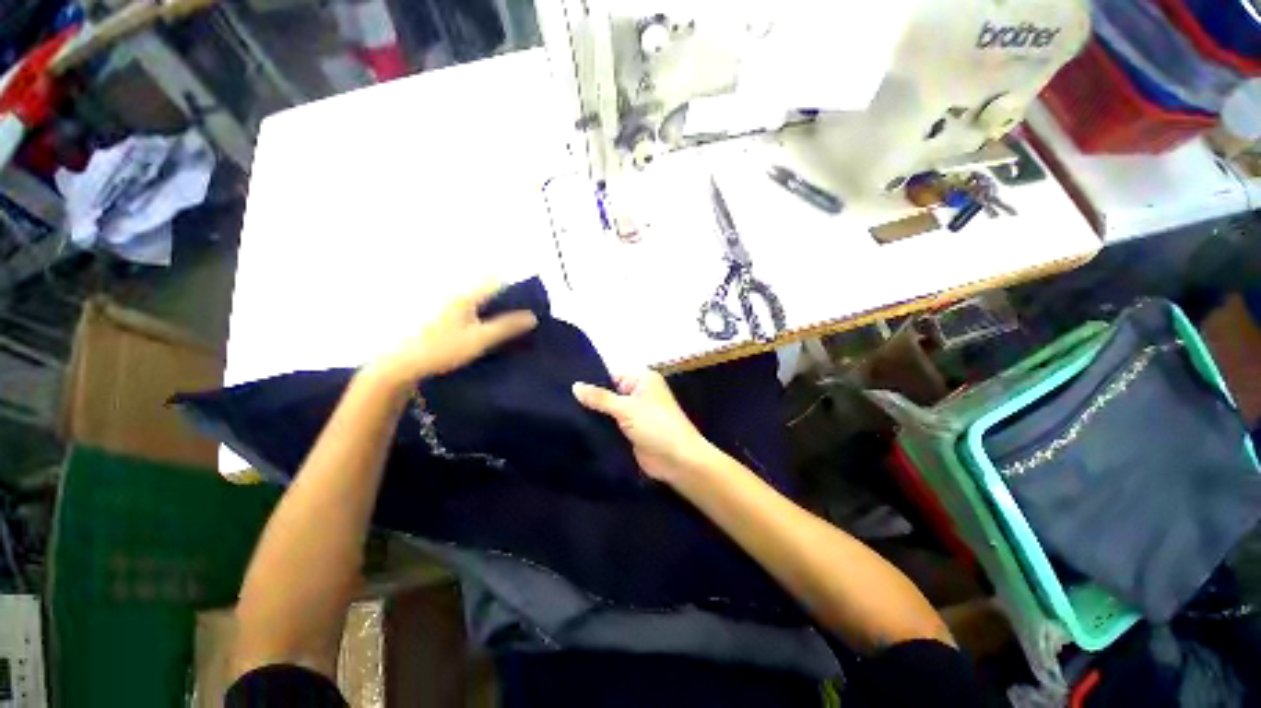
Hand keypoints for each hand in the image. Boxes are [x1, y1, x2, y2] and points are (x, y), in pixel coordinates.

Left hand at [369, 283, 537, 387]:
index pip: (496, 283)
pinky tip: (488, 335)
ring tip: (510, 329)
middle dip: (507, 302)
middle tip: (523, 320)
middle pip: (488, 292)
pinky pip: (471, 314)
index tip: (529, 304)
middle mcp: (457, 298)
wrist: (404, 364)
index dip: (514, 290)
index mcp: (466, 297)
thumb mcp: (480, 339)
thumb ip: (506, 327)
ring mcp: (448, 309)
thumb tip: (532, 317)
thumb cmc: (443, 349)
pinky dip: (484, 320)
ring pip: (479, 304)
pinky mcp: (442, 321)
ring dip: (495, 312)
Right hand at [573, 371, 713, 483]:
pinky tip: (576, 427)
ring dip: (593, 413)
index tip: (565, 382)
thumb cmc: (656, 425)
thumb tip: (575, 385)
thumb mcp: (626, 408)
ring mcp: (634, 413)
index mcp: (642, 379)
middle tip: (559, 399)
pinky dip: (598, 426)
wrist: (677, 460)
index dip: (590, 378)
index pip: (611, 373)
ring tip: (562, 412)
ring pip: (608, 409)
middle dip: (589, 397)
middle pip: (608, 391)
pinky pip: (611, 425)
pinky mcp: (630, 431)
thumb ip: (600, 398)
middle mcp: (638, 393)